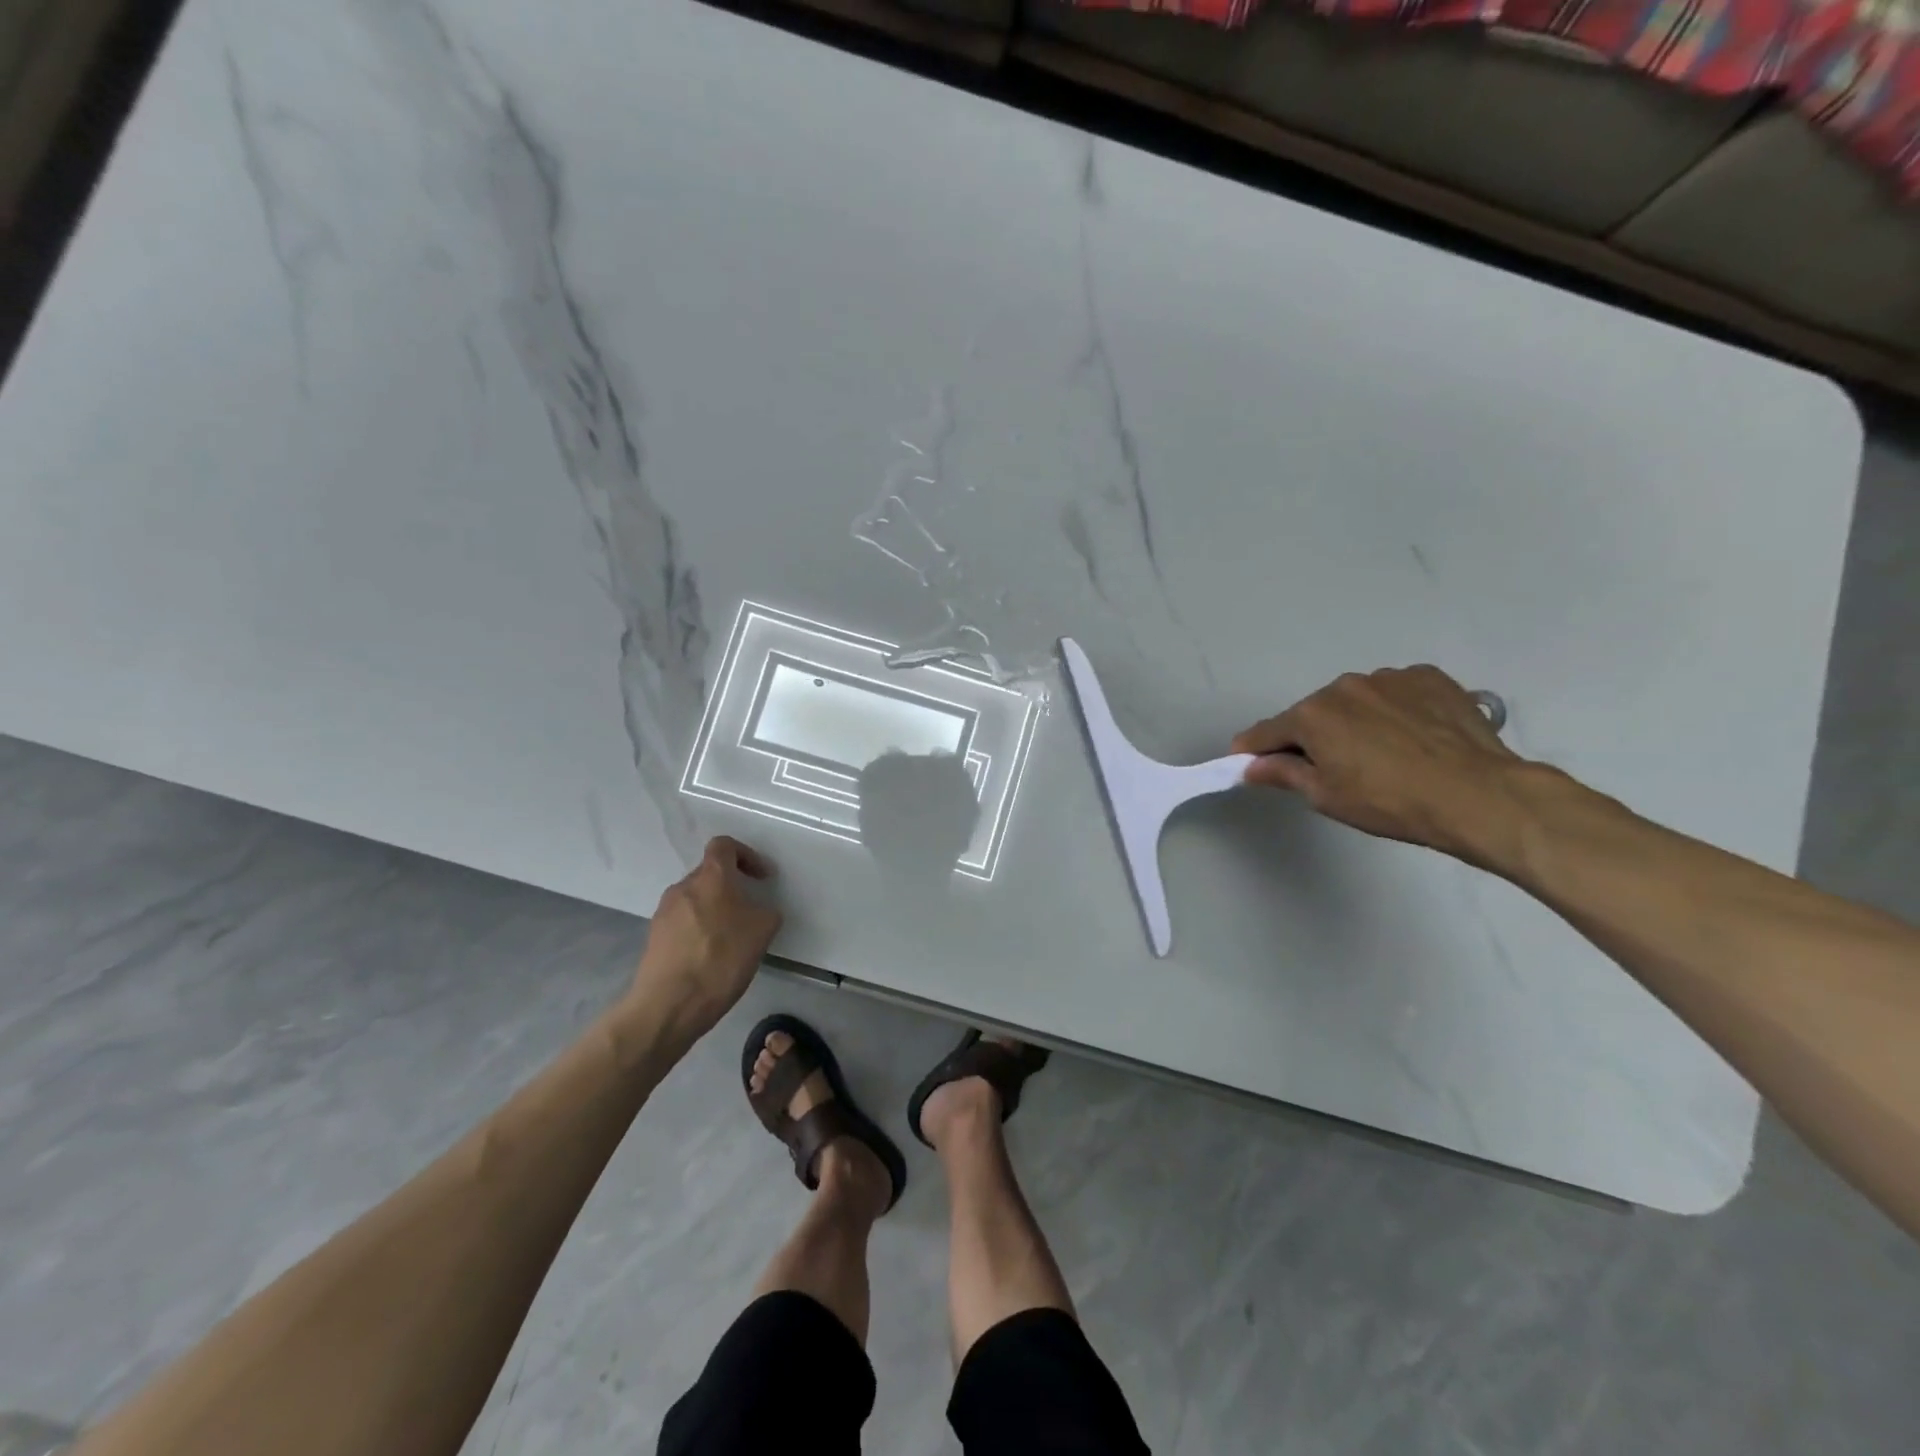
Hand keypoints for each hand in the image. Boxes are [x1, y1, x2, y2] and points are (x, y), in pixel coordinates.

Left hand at [630, 836, 780, 1037]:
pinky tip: (710, 958)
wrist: (669, 1004)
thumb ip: (765, 911)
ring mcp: (663, 913)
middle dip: (731, 888)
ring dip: (714, 911)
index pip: (724, 845)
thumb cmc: (721, 959)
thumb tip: (758, 911)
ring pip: (694, 900)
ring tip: (730, 939)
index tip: (761, 878)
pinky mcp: (653, 938)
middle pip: (709, 875)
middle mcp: (682, 887)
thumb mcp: (763, 931)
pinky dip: (698, 931)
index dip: (746, 855)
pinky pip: (682, 924)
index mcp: (711, 877)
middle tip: (749, 913)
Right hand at [1231, 665, 1527, 863]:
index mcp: (1311, 714)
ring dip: (1354, 721)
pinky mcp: (1428, 678)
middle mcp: (1343, 686)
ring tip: (1384, 754)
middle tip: (1333, 770)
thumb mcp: (1326, 796)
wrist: (1479, 795)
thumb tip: (1252, 765)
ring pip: (1354, 701)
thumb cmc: (1390, 802)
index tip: (1249, 764)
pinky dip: (1393, 711)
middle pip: (1312, 713)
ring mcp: (1389, 678)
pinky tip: (1413, 737)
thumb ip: (1282, 774)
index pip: (1265, 732)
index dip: (1253, 750)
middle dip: (1312, 737)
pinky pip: (1395, 693)